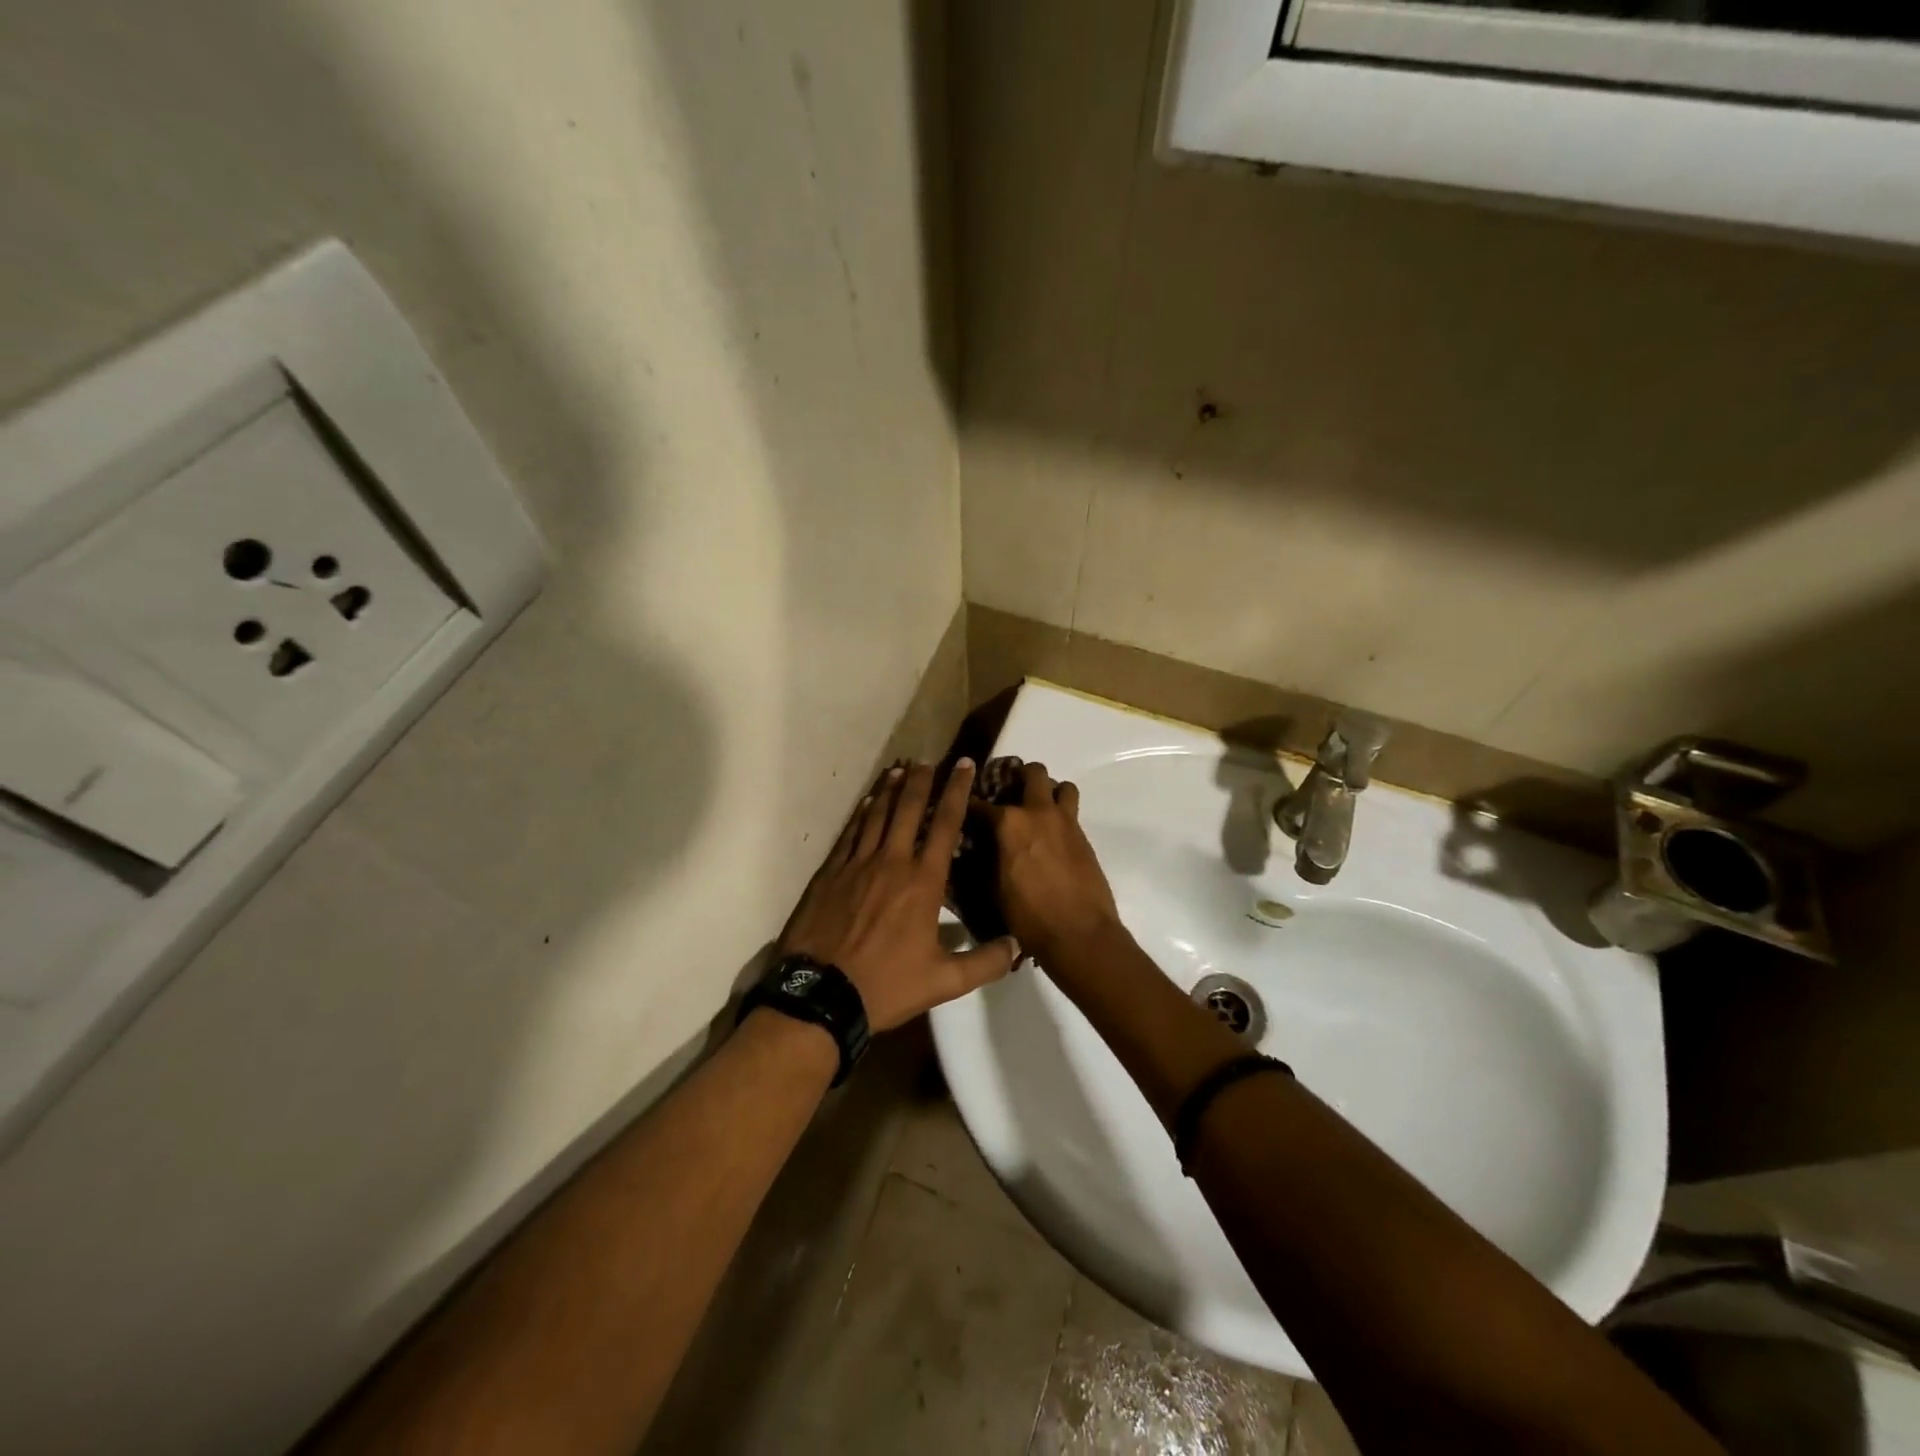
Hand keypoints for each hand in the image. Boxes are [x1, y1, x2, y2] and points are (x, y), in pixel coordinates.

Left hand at [779, 760, 1020, 1032]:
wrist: (820, 994)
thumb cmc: (886, 985)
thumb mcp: (944, 982)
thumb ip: (984, 962)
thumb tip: (1018, 945)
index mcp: (923, 882)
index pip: (945, 825)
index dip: (956, 791)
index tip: (963, 766)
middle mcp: (891, 862)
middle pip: (908, 809)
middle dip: (921, 781)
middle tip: (929, 760)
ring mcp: (857, 864)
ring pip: (876, 815)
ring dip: (889, 790)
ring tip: (899, 769)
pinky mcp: (830, 874)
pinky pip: (849, 834)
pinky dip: (860, 814)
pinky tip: (865, 803)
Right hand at [979, 762, 1120, 968]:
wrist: (1080, 933)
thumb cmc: (1029, 916)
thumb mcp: (994, 889)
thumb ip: (987, 860)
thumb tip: (978, 850)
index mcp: (1010, 823)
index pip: (980, 804)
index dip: (967, 804)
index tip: (961, 806)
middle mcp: (1038, 813)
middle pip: (1033, 773)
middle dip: (1019, 776)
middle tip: (1010, 791)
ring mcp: (1066, 823)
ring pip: (1062, 786)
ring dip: (1050, 791)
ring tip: (1039, 808)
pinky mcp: (1084, 838)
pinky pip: (1072, 812)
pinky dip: (1061, 816)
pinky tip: (1052, 837)